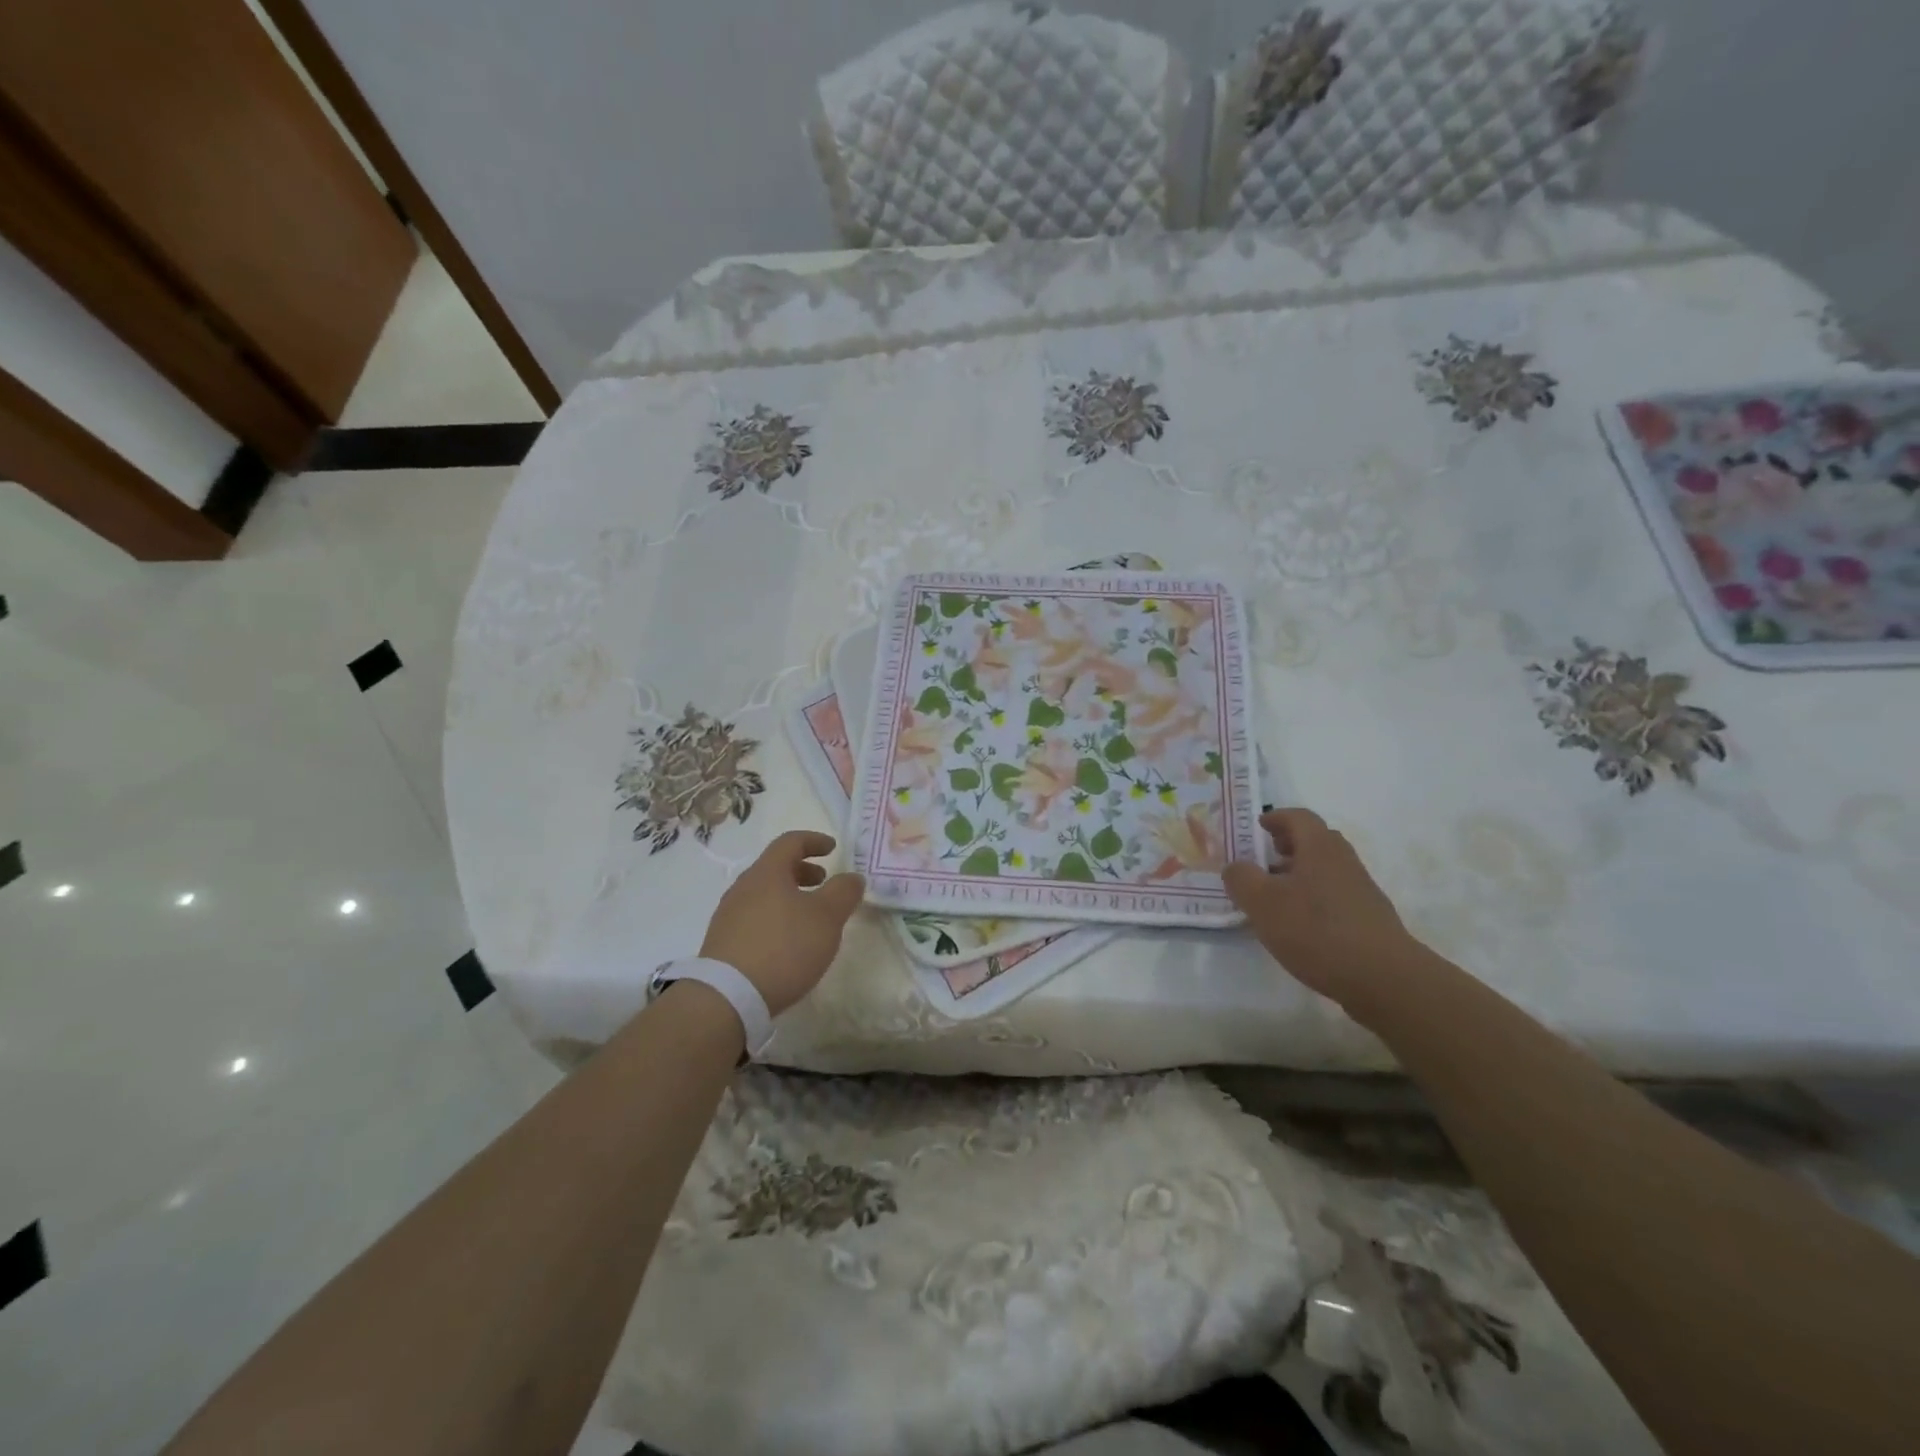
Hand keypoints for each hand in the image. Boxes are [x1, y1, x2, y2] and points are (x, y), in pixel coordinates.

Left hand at [699, 830, 865, 1015]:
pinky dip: (775, 917)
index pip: (790, 842)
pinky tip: (787, 943)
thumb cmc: (784, 947)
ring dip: (789, 896)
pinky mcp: (723, 942)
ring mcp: (729, 915)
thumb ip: (843, 893)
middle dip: (802, 871)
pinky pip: (754, 917)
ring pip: (763, 893)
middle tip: (823, 882)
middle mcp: (744, 887)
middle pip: (774, 867)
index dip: (814, 841)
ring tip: (808, 917)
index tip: (833, 848)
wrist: (728, 997)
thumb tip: (852, 877)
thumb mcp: (827, 918)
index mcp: (767, 872)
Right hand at [1222, 808, 1423, 1015]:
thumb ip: (1241, 878)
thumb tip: (1236, 867)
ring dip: (1299, 874)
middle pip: (1315, 841)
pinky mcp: (1368, 919)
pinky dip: (1313, 898)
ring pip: (1325, 870)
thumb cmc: (1316, 930)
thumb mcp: (1262, 903)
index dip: (1275, 818)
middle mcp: (1343, 861)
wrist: (1384, 978)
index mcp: (1319, 848)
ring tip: (1275, 897)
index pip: (1298, 817)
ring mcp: (1361, 890)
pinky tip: (1299, 926)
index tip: (1257, 827)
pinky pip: (1335, 895)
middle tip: (1263, 859)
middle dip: (1288, 845)